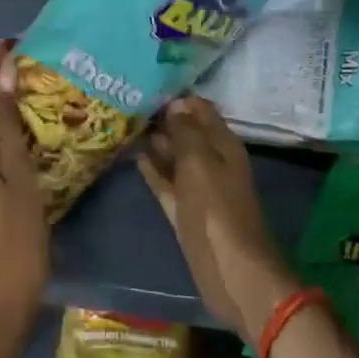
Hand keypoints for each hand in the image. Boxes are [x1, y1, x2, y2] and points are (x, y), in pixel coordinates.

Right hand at [137, 96, 298, 342]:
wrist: (233, 273)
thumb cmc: (217, 212)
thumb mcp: (199, 164)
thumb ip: (185, 132)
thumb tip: (175, 104)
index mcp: (223, 145)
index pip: (200, 110)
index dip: (177, 97)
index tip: (147, 84)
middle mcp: (212, 161)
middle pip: (187, 132)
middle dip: (163, 118)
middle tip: (128, 101)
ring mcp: (198, 187)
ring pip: (176, 157)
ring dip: (156, 143)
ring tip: (125, 124)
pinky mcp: (185, 211)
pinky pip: (167, 183)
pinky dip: (154, 170)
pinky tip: (135, 157)